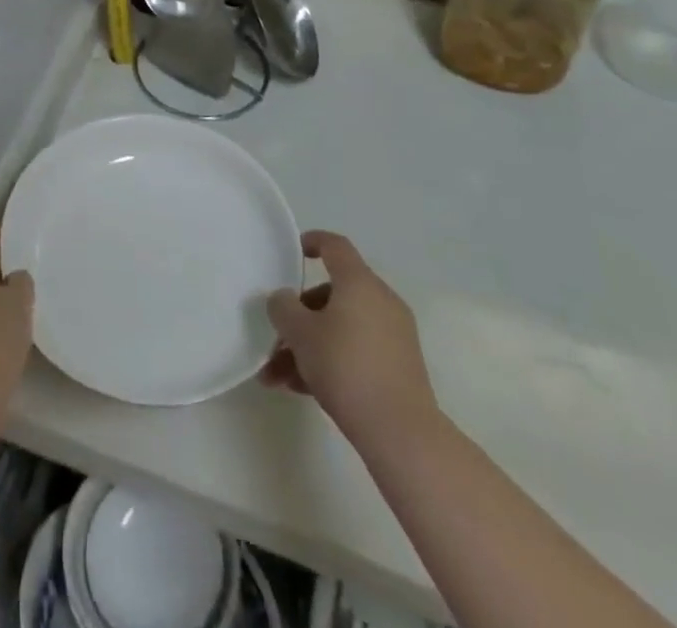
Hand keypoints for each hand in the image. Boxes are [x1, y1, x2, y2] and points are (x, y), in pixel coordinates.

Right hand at [261, 231, 438, 450]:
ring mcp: (393, 336)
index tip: (292, 251)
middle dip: (299, 316)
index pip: (335, 246)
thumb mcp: (300, 333)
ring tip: (278, 378)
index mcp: (359, 282)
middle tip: (275, 338)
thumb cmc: (346, 367)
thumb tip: (283, 299)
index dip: (313, 242)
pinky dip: (330, 362)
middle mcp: (380, 301)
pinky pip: (356, 351)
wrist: (401, 433)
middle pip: (332, 294)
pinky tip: (301, 390)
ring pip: (340, 328)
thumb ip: (283, 307)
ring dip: (308, 347)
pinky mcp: (399, 368)